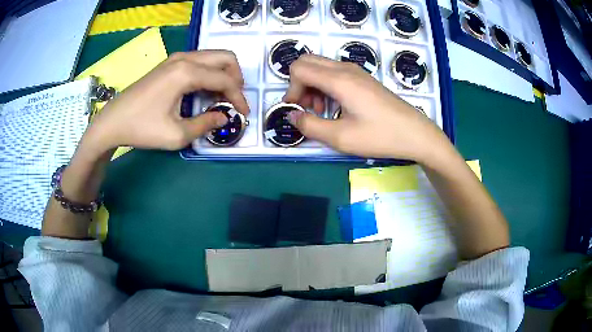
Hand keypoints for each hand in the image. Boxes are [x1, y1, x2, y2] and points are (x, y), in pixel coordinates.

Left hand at [82, 50, 249, 154]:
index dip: (238, 97)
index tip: (243, 114)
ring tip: (221, 98)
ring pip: (212, 57)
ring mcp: (175, 58)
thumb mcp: (176, 134)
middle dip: (236, 78)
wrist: (113, 121)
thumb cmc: (142, 128)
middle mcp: (184, 58)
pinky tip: (203, 92)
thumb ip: (205, 124)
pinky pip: (199, 61)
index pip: (225, 79)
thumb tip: (224, 117)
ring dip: (223, 74)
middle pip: (224, 57)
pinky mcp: (169, 63)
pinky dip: (209, 73)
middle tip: (234, 100)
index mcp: (186, 72)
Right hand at [283, 55, 449, 161]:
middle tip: (306, 108)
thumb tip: (291, 116)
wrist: (415, 133)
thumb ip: (310, 126)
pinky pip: (334, 73)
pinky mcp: (363, 78)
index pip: (299, 69)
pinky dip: (325, 86)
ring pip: (320, 66)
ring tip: (321, 111)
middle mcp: (345, 69)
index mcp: (339, 80)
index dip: (291, 89)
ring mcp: (356, 71)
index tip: (297, 110)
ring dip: (312, 85)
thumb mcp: (341, 138)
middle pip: (307, 62)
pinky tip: (335, 107)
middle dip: (299, 84)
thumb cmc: (380, 136)